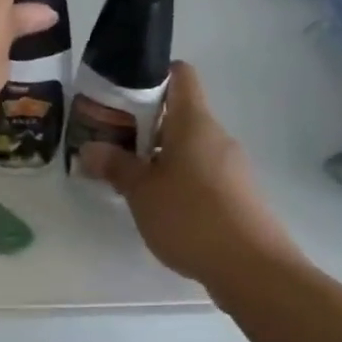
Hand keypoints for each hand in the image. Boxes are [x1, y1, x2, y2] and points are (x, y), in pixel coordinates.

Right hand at [78, 62, 301, 288]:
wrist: (251, 266)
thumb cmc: (190, 218)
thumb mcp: (142, 192)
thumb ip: (115, 166)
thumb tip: (90, 148)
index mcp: (194, 123)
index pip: (179, 75)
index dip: (151, 76)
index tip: (119, 95)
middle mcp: (215, 136)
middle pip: (178, 114)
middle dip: (142, 125)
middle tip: (108, 142)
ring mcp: (229, 166)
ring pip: (187, 146)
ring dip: (156, 155)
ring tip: (125, 177)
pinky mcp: (234, 193)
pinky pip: (199, 172)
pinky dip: (175, 178)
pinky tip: (155, 205)